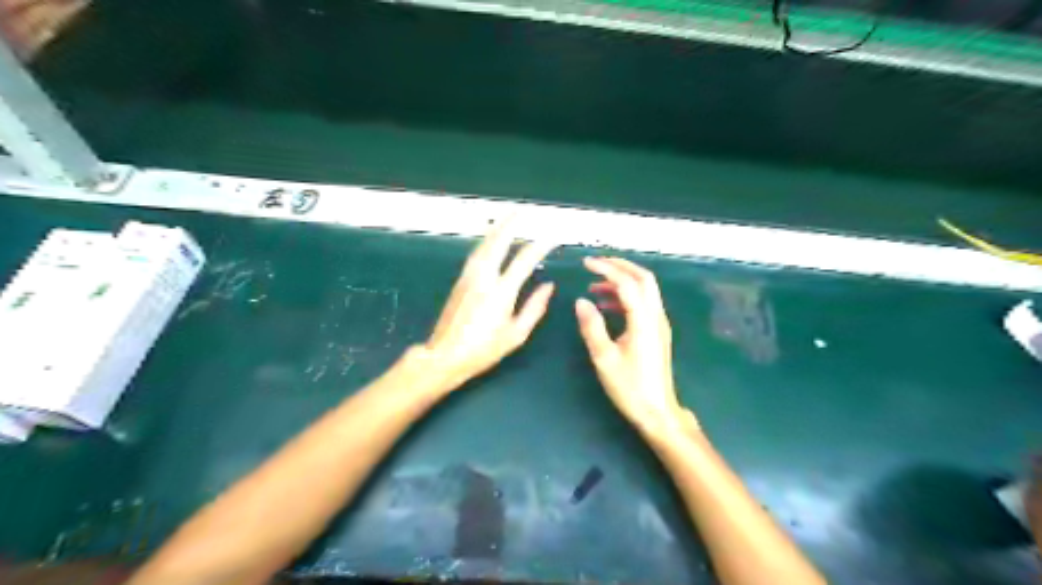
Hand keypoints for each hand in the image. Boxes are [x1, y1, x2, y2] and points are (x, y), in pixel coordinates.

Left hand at [421, 220, 557, 387]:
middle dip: (511, 223)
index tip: (553, 238)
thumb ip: (534, 307)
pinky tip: (491, 240)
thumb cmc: (484, 349)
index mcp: (501, 291)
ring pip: (484, 244)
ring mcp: (469, 276)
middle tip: (523, 210)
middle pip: (498, 241)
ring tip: (508, 219)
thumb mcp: (516, 334)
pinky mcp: (459, 280)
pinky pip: (476, 253)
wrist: (445, 355)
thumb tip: (548, 286)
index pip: (525, 259)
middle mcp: (484, 277)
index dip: (541, 246)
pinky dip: (487, 241)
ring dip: (497, 229)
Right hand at [578, 258, 688, 433]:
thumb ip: (592, 327)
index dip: (607, 269)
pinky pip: (643, 303)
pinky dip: (626, 296)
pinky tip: (606, 305)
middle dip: (620, 266)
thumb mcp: (604, 358)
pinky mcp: (657, 332)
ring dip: (622, 281)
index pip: (627, 283)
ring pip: (645, 290)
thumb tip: (581, 301)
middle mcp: (655, 316)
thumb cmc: (629, 387)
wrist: (657, 411)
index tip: (586, 263)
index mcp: (643, 321)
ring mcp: (659, 324)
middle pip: (644, 279)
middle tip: (596, 264)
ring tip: (595, 285)